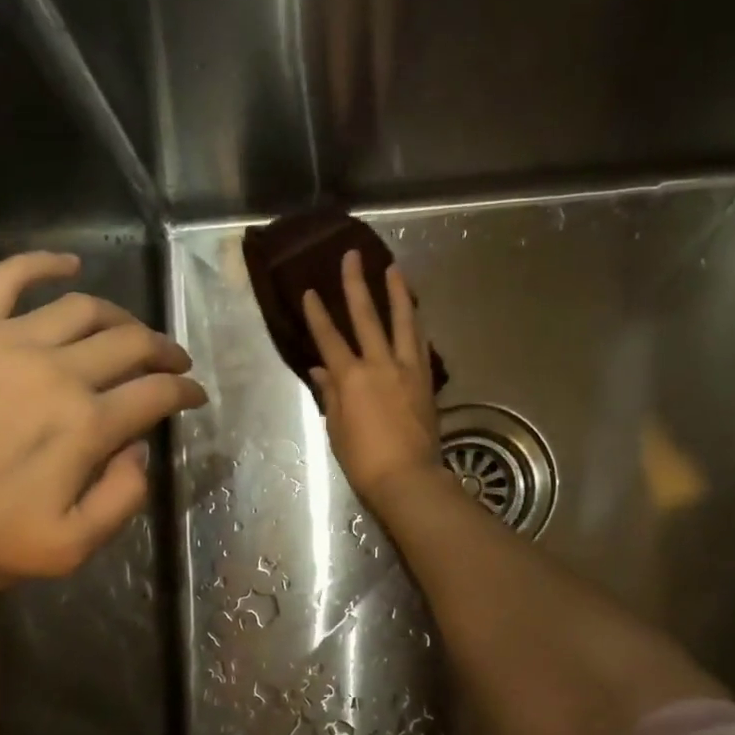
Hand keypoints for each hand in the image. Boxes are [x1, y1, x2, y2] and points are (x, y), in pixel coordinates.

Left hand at [0, 252, 205, 593]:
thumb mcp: (68, 549)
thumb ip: (121, 500)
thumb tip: (139, 451)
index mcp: (87, 426)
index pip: (156, 394)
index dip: (185, 392)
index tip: (195, 395)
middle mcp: (58, 373)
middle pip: (130, 344)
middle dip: (163, 351)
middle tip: (174, 361)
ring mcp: (7, 342)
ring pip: (83, 309)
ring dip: (120, 316)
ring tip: (130, 330)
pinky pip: (6, 279)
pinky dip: (42, 264)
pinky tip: (67, 265)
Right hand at [302, 251, 445, 515]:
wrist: (408, 478)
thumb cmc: (363, 460)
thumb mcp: (336, 428)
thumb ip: (331, 394)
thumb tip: (321, 369)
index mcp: (351, 377)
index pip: (329, 338)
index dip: (317, 313)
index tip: (309, 290)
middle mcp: (380, 364)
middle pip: (366, 317)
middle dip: (356, 284)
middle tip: (352, 256)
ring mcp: (407, 369)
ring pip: (402, 322)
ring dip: (396, 293)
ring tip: (393, 269)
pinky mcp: (425, 380)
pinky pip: (420, 344)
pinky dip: (415, 325)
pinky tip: (414, 315)